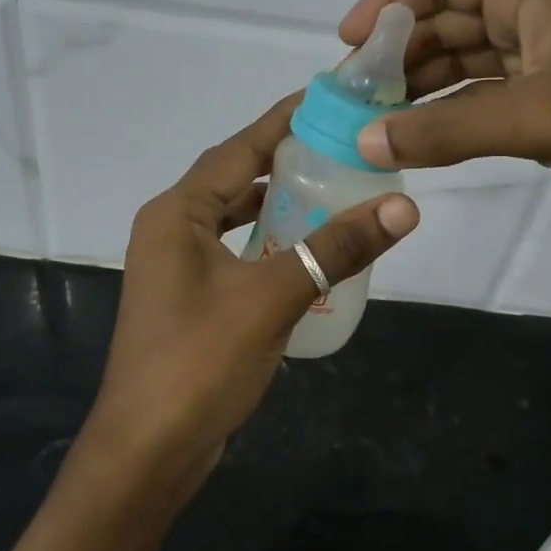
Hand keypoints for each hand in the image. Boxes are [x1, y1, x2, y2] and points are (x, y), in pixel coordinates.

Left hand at [78, 95, 418, 500]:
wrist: (148, 450)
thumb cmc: (200, 361)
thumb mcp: (273, 297)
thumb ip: (335, 249)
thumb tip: (402, 208)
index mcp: (176, 213)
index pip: (237, 150)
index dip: (282, 123)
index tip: (327, 99)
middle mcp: (170, 231)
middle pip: (233, 181)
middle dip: (285, 164)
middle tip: (343, 150)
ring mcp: (176, 269)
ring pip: (234, 221)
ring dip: (277, 208)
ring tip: (332, 194)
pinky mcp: (188, 302)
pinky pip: (234, 256)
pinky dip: (268, 247)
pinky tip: (305, 255)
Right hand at [339, 0, 550, 227]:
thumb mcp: (538, 116)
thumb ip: (447, 128)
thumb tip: (363, 142)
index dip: (389, 0)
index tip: (348, 42)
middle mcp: (537, 16)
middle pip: (447, 20)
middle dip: (398, 53)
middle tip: (353, 97)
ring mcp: (547, 60)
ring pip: (464, 62)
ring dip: (420, 86)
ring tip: (375, 120)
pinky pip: (485, 97)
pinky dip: (451, 113)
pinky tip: (420, 137)